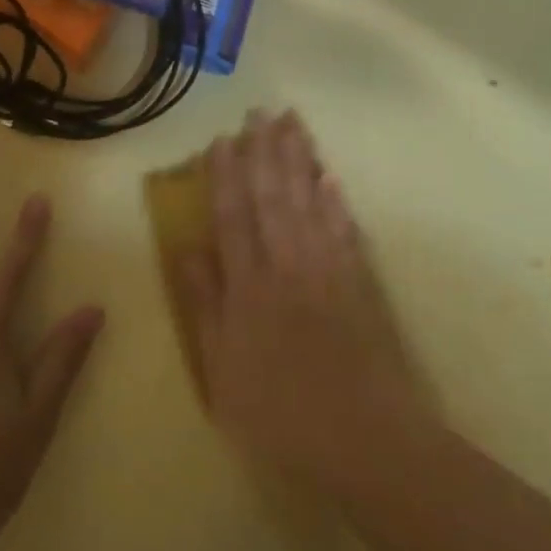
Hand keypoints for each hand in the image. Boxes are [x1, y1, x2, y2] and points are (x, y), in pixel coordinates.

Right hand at [174, 110, 425, 498]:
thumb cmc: (280, 412)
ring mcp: (327, 268)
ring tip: (292, 124)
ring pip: (309, 200)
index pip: (233, 215)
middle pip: (273, 196)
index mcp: (249, 284)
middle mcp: (287, 263)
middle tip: (259, 112)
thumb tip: (186, 249)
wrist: (363, 438)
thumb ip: (205, 304)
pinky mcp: (359, 281)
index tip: (223, 139)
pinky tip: (329, 175)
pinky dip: (335, 198)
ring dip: (299, 159)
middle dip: (264, 151)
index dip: (226, 175)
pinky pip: (344, 227)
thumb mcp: (221, 368)